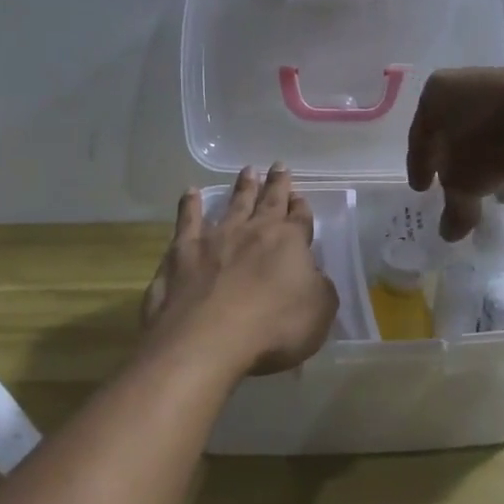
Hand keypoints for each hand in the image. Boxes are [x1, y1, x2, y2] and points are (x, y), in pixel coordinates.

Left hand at [140, 164, 338, 376]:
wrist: (209, 338)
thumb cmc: (273, 328)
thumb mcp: (319, 312)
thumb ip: (320, 288)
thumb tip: (313, 275)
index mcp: (290, 243)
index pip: (300, 219)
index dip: (302, 208)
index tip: (300, 197)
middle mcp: (254, 231)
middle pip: (269, 201)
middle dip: (276, 184)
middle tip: (278, 165)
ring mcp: (216, 237)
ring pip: (233, 204)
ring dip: (242, 187)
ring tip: (247, 171)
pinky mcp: (183, 251)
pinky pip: (188, 220)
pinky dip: (189, 205)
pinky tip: (190, 192)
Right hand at [406, 66, 503, 240]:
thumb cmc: (488, 142)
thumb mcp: (464, 185)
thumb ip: (454, 209)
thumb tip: (449, 233)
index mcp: (434, 95)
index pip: (419, 138)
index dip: (419, 168)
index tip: (422, 190)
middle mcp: (462, 83)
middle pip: (452, 131)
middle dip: (454, 163)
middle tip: (455, 188)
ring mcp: (499, 84)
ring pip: (484, 131)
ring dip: (485, 161)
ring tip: (492, 191)